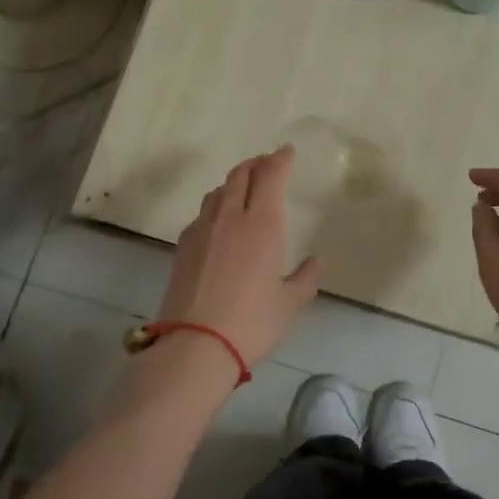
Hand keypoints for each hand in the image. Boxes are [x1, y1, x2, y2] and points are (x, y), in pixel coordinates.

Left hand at [157, 147, 321, 370]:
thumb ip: (305, 278)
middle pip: (240, 175)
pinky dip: (216, 206)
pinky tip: (220, 222)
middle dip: (255, 163)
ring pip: (218, 191)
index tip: (287, 152)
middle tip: (267, 163)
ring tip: (244, 188)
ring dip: (234, 182)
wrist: (194, 346)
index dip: (279, 160)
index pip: (270, 176)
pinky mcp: (183, 247)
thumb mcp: (290, 304)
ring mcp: (201, 230)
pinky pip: (203, 214)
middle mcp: (229, 217)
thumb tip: (316, 262)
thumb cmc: (252, 322)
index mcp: (261, 224)